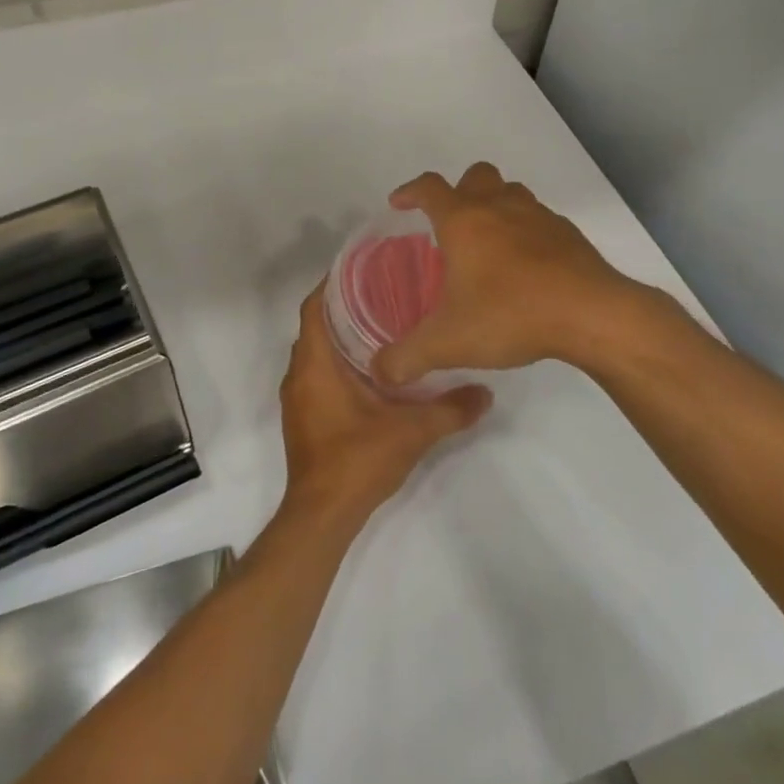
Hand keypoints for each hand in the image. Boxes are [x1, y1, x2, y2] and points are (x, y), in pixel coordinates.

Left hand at [278, 285, 490, 527]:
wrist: (322, 514)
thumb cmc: (357, 460)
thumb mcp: (412, 431)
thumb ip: (451, 408)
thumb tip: (486, 392)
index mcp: (315, 364)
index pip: (314, 306)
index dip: (333, 283)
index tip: (364, 268)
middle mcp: (299, 374)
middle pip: (316, 326)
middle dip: (344, 307)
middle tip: (384, 293)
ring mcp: (297, 398)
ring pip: (316, 353)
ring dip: (340, 337)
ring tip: (382, 325)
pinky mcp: (303, 418)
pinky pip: (316, 375)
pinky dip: (337, 363)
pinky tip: (371, 371)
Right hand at [372, 162, 699, 387]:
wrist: (592, 315)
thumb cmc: (510, 315)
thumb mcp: (447, 343)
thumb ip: (407, 358)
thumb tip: (379, 373)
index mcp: (463, 221)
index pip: (429, 188)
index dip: (409, 192)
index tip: (398, 204)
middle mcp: (499, 207)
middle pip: (475, 175)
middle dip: (458, 191)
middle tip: (449, 223)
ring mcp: (538, 217)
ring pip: (511, 192)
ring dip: (495, 205)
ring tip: (487, 241)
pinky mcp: (568, 234)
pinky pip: (539, 219)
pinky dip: (525, 231)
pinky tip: (526, 266)